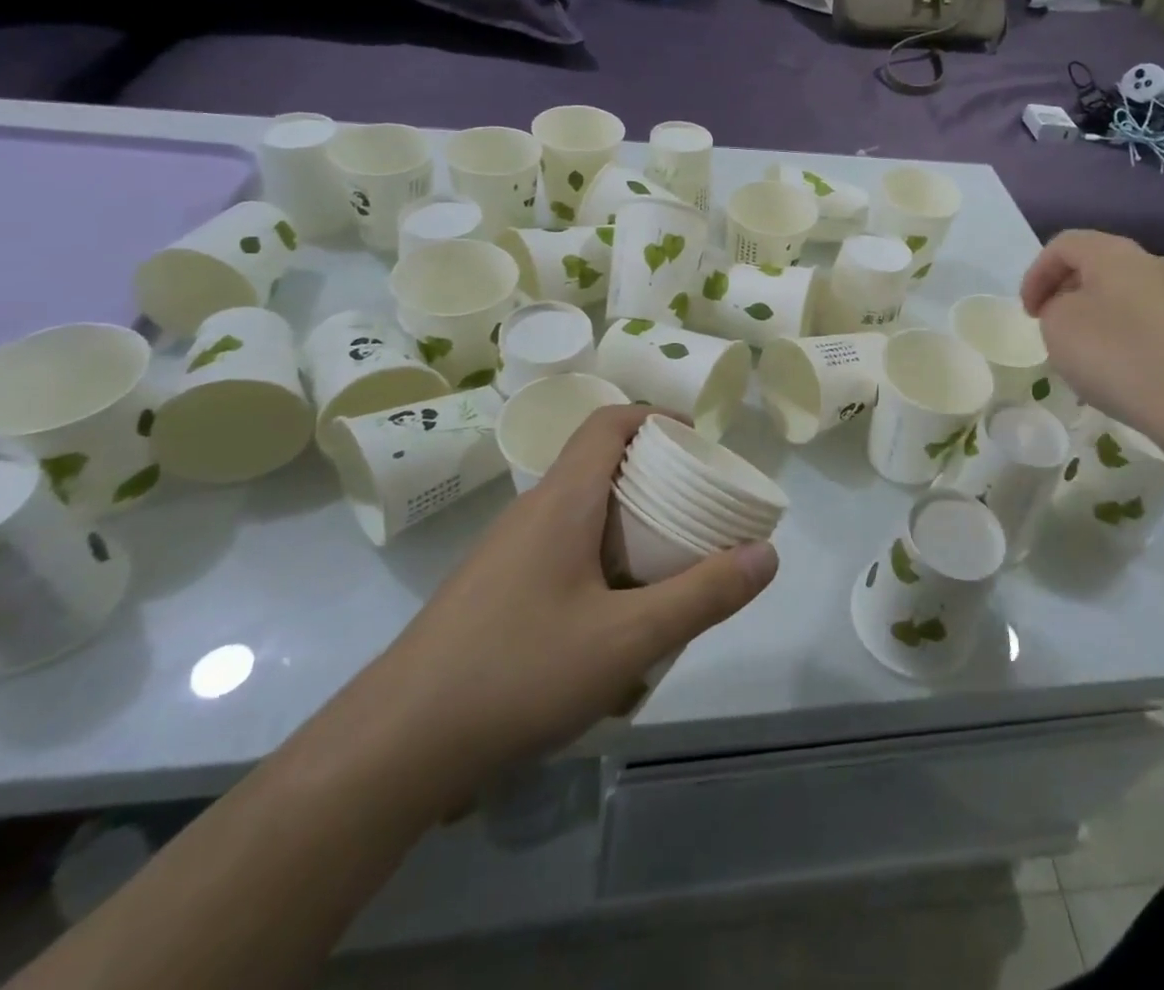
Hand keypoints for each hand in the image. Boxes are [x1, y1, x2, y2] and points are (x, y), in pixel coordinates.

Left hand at [343, 406, 777, 820]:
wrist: (396, 746)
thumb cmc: (518, 672)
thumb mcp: (627, 640)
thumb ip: (702, 596)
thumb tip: (767, 553)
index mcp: (562, 500)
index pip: (608, 422)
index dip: (656, 418)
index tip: (699, 445)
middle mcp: (532, 512)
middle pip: (599, 464)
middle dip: (655, 477)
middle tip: (698, 512)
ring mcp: (507, 552)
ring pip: (580, 511)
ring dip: (628, 524)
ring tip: (668, 565)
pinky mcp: (495, 588)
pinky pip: (562, 549)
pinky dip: (601, 558)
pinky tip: (615, 617)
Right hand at [1020, 231, 1163, 447]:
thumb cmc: (1117, 356)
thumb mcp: (1059, 326)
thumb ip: (1054, 306)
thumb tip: (1072, 307)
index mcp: (1115, 253)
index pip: (1064, 245)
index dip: (1037, 274)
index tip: (1029, 313)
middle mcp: (1152, 263)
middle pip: (1096, 265)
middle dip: (1065, 292)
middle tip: (1050, 326)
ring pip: (1122, 292)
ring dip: (1093, 313)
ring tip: (1081, 350)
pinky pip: (1145, 318)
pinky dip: (1121, 333)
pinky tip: (1117, 367)